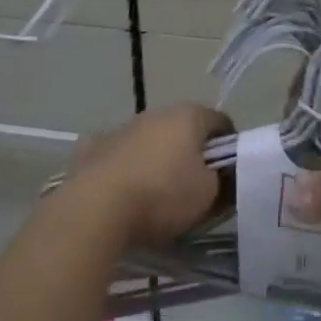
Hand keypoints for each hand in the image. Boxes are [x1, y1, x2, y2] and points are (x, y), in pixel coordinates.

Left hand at [66, 103, 230, 246]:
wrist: (95, 208)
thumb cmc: (161, 195)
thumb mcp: (208, 196)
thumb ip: (221, 182)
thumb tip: (221, 178)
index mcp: (189, 115)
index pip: (220, 122)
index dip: (229, 147)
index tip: (227, 175)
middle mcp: (157, 112)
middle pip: (183, 129)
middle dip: (190, 152)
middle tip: (192, 187)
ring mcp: (122, 127)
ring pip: (148, 139)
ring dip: (155, 158)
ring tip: (154, 194)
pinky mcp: (92, 146)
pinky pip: (117, 154)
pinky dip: (122, 167)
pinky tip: (120, 191)